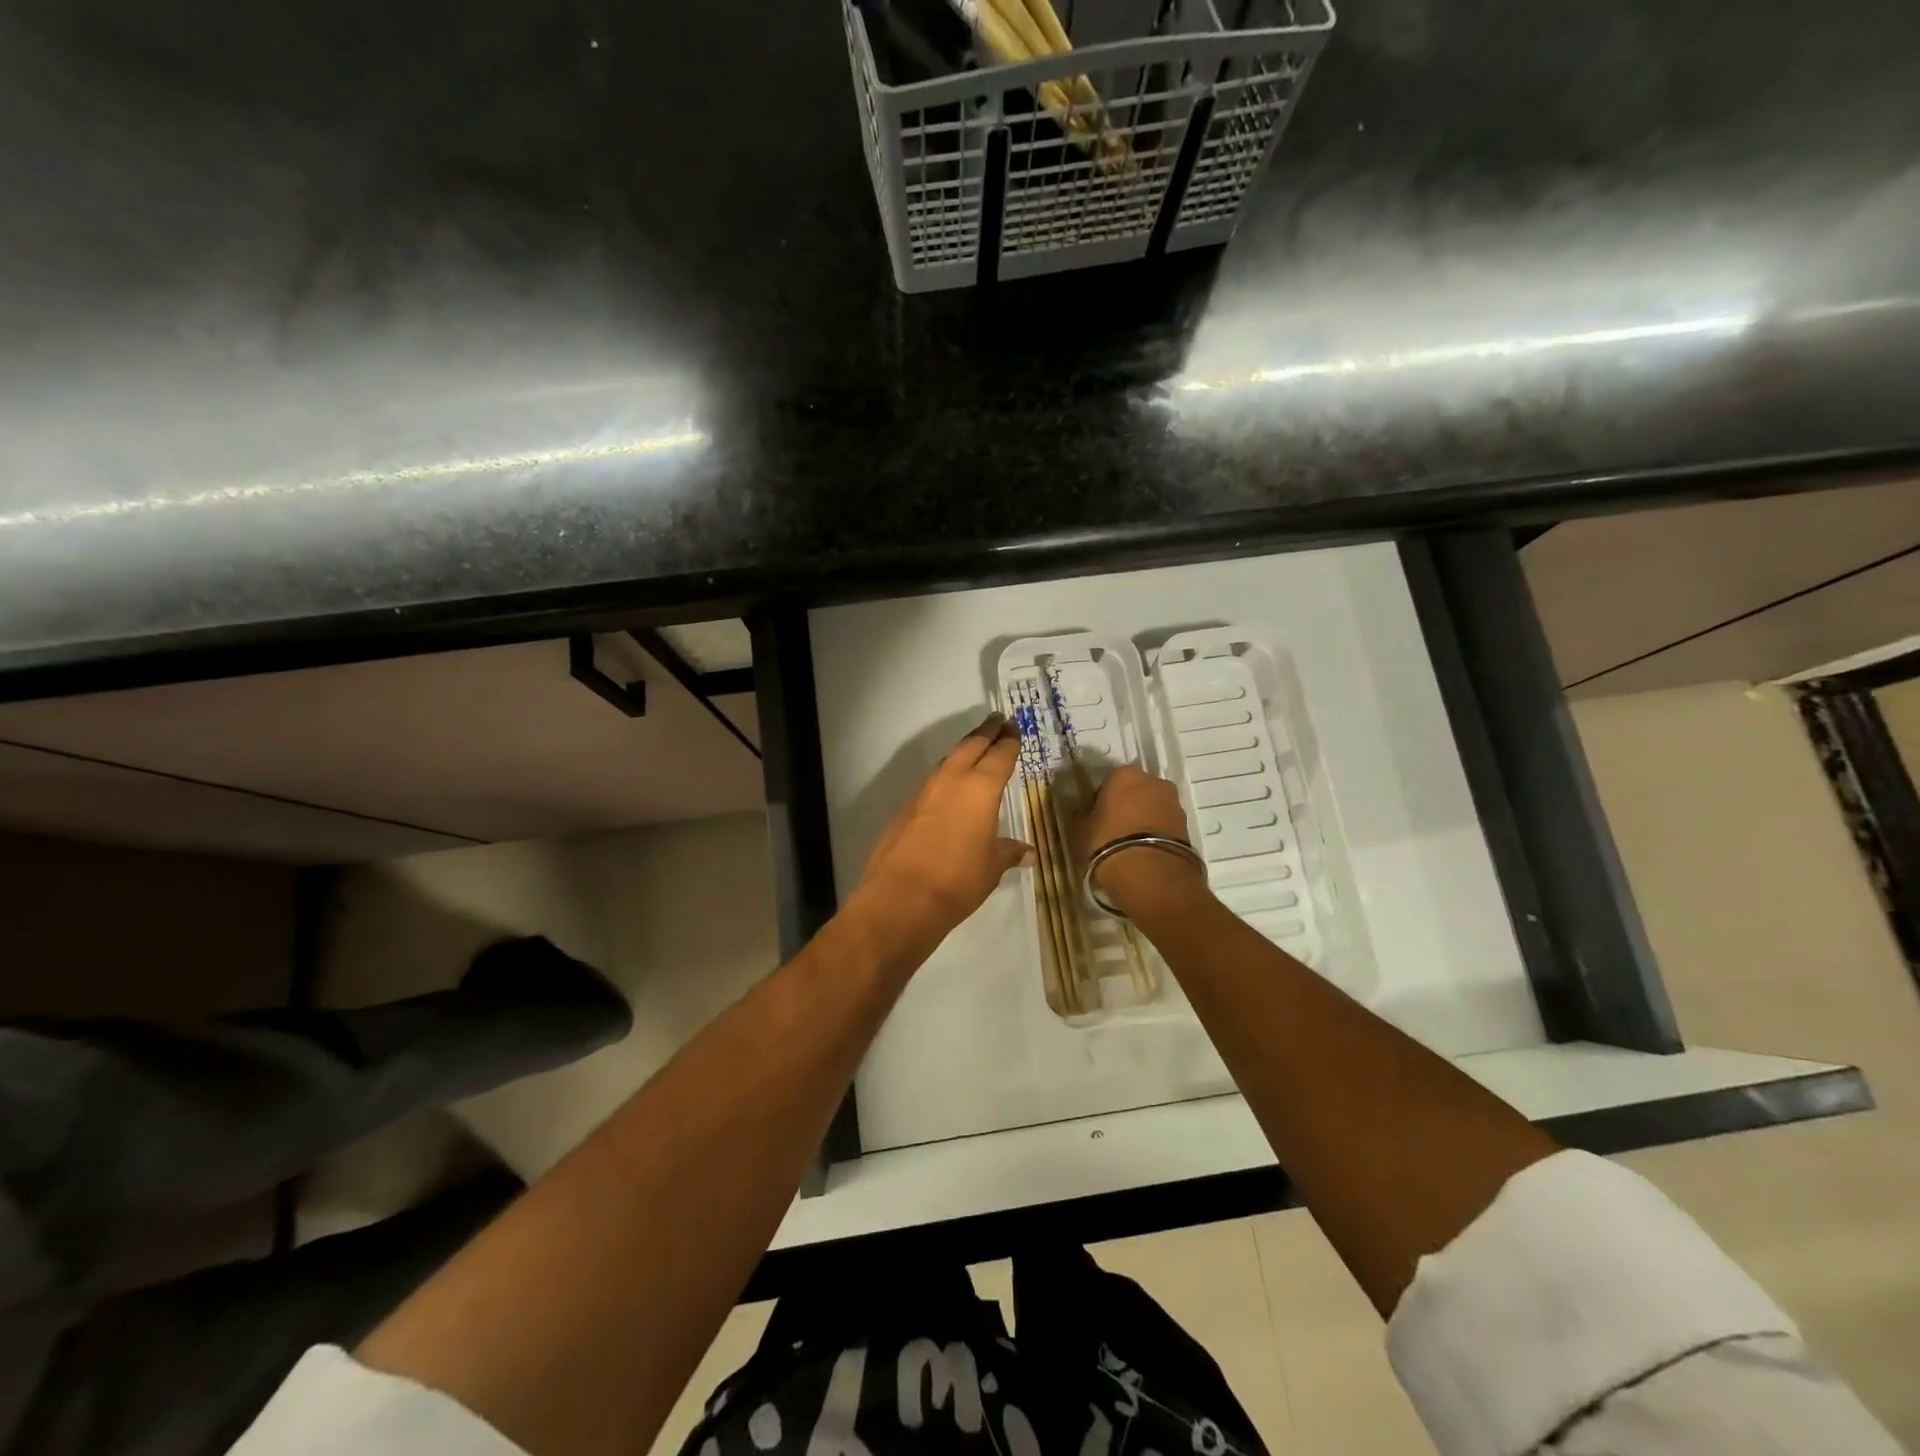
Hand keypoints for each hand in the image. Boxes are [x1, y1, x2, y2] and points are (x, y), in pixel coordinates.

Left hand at [853, 715, 1032, 953]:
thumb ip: (1009, 852)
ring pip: (948, 760)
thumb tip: (1028, 853)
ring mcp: (924, 792)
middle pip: (971, 746)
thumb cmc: (958, 880)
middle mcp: (952, 780)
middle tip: (998, 720)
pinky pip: (932, 782)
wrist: (901, 897)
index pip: (1000, 755)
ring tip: (975, 747)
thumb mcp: (992, 867)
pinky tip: (949, 786)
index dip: (1009, 741)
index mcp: (980, 788)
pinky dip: (946, 775)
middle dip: (986, 732)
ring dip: (963, 750)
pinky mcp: (906, 808)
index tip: (1014, 728)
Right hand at [1073, 765, 1207, 916]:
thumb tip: (1083, 811)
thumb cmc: (1107, 843)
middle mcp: (1154, 781)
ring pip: (1153, 807)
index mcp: (1125, 774)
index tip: (1096, 815)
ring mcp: (1174, 803)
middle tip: (1113, 828)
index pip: (1110, 780)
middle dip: (1127, 805)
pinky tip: (1144, 852)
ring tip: (1130, 844)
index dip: (1102, 798)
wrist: (1150, 875)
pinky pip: (1165, 825)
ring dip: (1143, 819)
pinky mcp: (1187, 826)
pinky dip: (1155, 834)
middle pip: (1136, 790)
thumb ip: (1082, 815)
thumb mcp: (1080, 830)